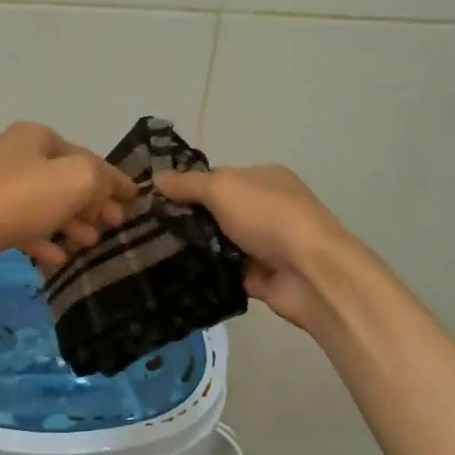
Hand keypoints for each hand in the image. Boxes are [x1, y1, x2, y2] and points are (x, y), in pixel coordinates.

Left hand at [0, 122, 136, 274]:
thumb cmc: (17, 200)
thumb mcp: (75, 180)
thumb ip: (102, 179)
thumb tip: (111, 189)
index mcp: (39, 137)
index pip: (89, 158)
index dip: (115, 181)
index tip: (135, 203)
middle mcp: (18, 154)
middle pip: (67, 180)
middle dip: (94, 204)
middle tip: (114, 228)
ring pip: (47, 204)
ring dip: (72, 223)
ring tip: (90, 244)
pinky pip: (24, 225)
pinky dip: (44, 238)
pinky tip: (58, 258)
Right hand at [152, 164, 348, 331]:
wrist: (309, 272)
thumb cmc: (268, 217)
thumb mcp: (222, 188)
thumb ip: (188, 184)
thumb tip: (155, 177)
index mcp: (263, 178)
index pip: (219, 178)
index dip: (187, 187)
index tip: (153, 201)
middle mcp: (266, 208)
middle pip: (217, 212)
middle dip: (186, 220)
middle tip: (146, 231)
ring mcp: (264, 244)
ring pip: (219, 244)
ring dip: (194, 249)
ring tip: (152, 255)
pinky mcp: (260, 277)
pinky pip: (224, 273)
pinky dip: (206, 275)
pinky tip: (175, 277)